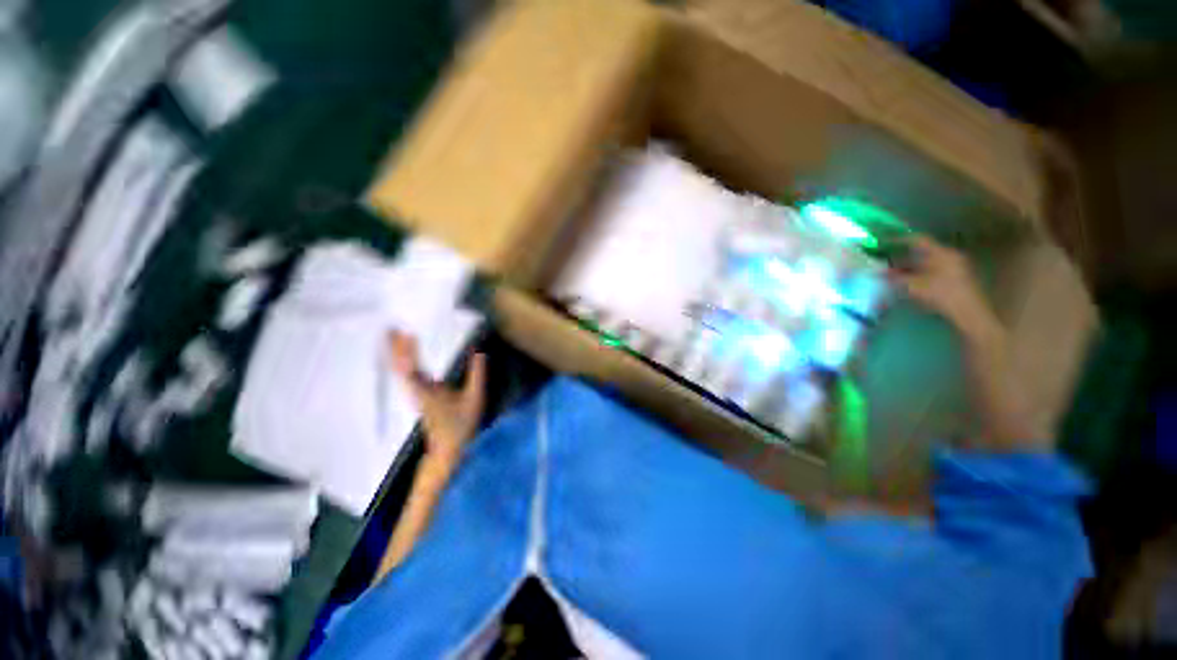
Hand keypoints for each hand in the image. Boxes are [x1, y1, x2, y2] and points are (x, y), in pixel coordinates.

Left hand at [388, 331, 485, 469]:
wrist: (449, 448)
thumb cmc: (461, 424)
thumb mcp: (474, 398)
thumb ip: (477, 374)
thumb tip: (479, 351)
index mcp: (426, 390)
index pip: (411, 366)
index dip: (407, 349)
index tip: (406, 331)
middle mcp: (416, 390)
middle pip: (399, 365)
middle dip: (395, 346)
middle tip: (391, 327)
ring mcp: (415, 393)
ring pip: (400, 370)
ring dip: (397, 352)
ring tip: (395, 335)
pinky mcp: (418, 395)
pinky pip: (406, 374)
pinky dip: (403, 361)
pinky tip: (406, 355)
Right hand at [889, 236, 998, 339]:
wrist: (969, 313)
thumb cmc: (941, 295)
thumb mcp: (913, 286)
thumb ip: (894, 277)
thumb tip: (876, 271)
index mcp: (941, 253)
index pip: (917, 240)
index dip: (899, 240)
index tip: (883, 242)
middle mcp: (949, 255)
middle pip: (922, 251)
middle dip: (902, 255)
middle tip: (885, 259)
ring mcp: (955, 266)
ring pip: (927, 261)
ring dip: (910, 266)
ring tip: (893, 272)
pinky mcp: (956, 278)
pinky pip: (933, 269)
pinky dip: (919, 273)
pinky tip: (909, 281)